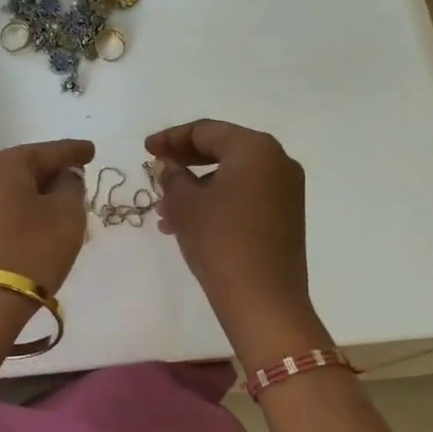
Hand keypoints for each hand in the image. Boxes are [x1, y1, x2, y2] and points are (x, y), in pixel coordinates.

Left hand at [0, 139, 94, 295]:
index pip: (49, 151)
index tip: (91, 151)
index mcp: (4, 164)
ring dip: (34, 197)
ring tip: (58, 207)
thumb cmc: (30, 251)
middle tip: (76, 181)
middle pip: (25, 168)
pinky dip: (19, 214)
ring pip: (10, 192)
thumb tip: (63, 178)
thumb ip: (71, 187)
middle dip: (51, 174)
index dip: (74, 151)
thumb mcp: (67, 216)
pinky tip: (33, 227)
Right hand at [147, 120, 310, 329]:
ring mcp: (286, 189)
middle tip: (155, 171)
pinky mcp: (286, 215)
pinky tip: (188, 224)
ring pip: (231, 176)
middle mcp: (277, 161)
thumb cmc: (220, 241)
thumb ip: (172, 175)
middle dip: (184, 163)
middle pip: (222, 149)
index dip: (171, 138)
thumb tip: (168, 165)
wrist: (262, 300)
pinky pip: (245, 195)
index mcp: (255, 148)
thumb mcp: (185, 204)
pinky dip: (217, 201)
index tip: (145, 149)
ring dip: (197, 188)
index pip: (205, 131)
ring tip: (164, 213)